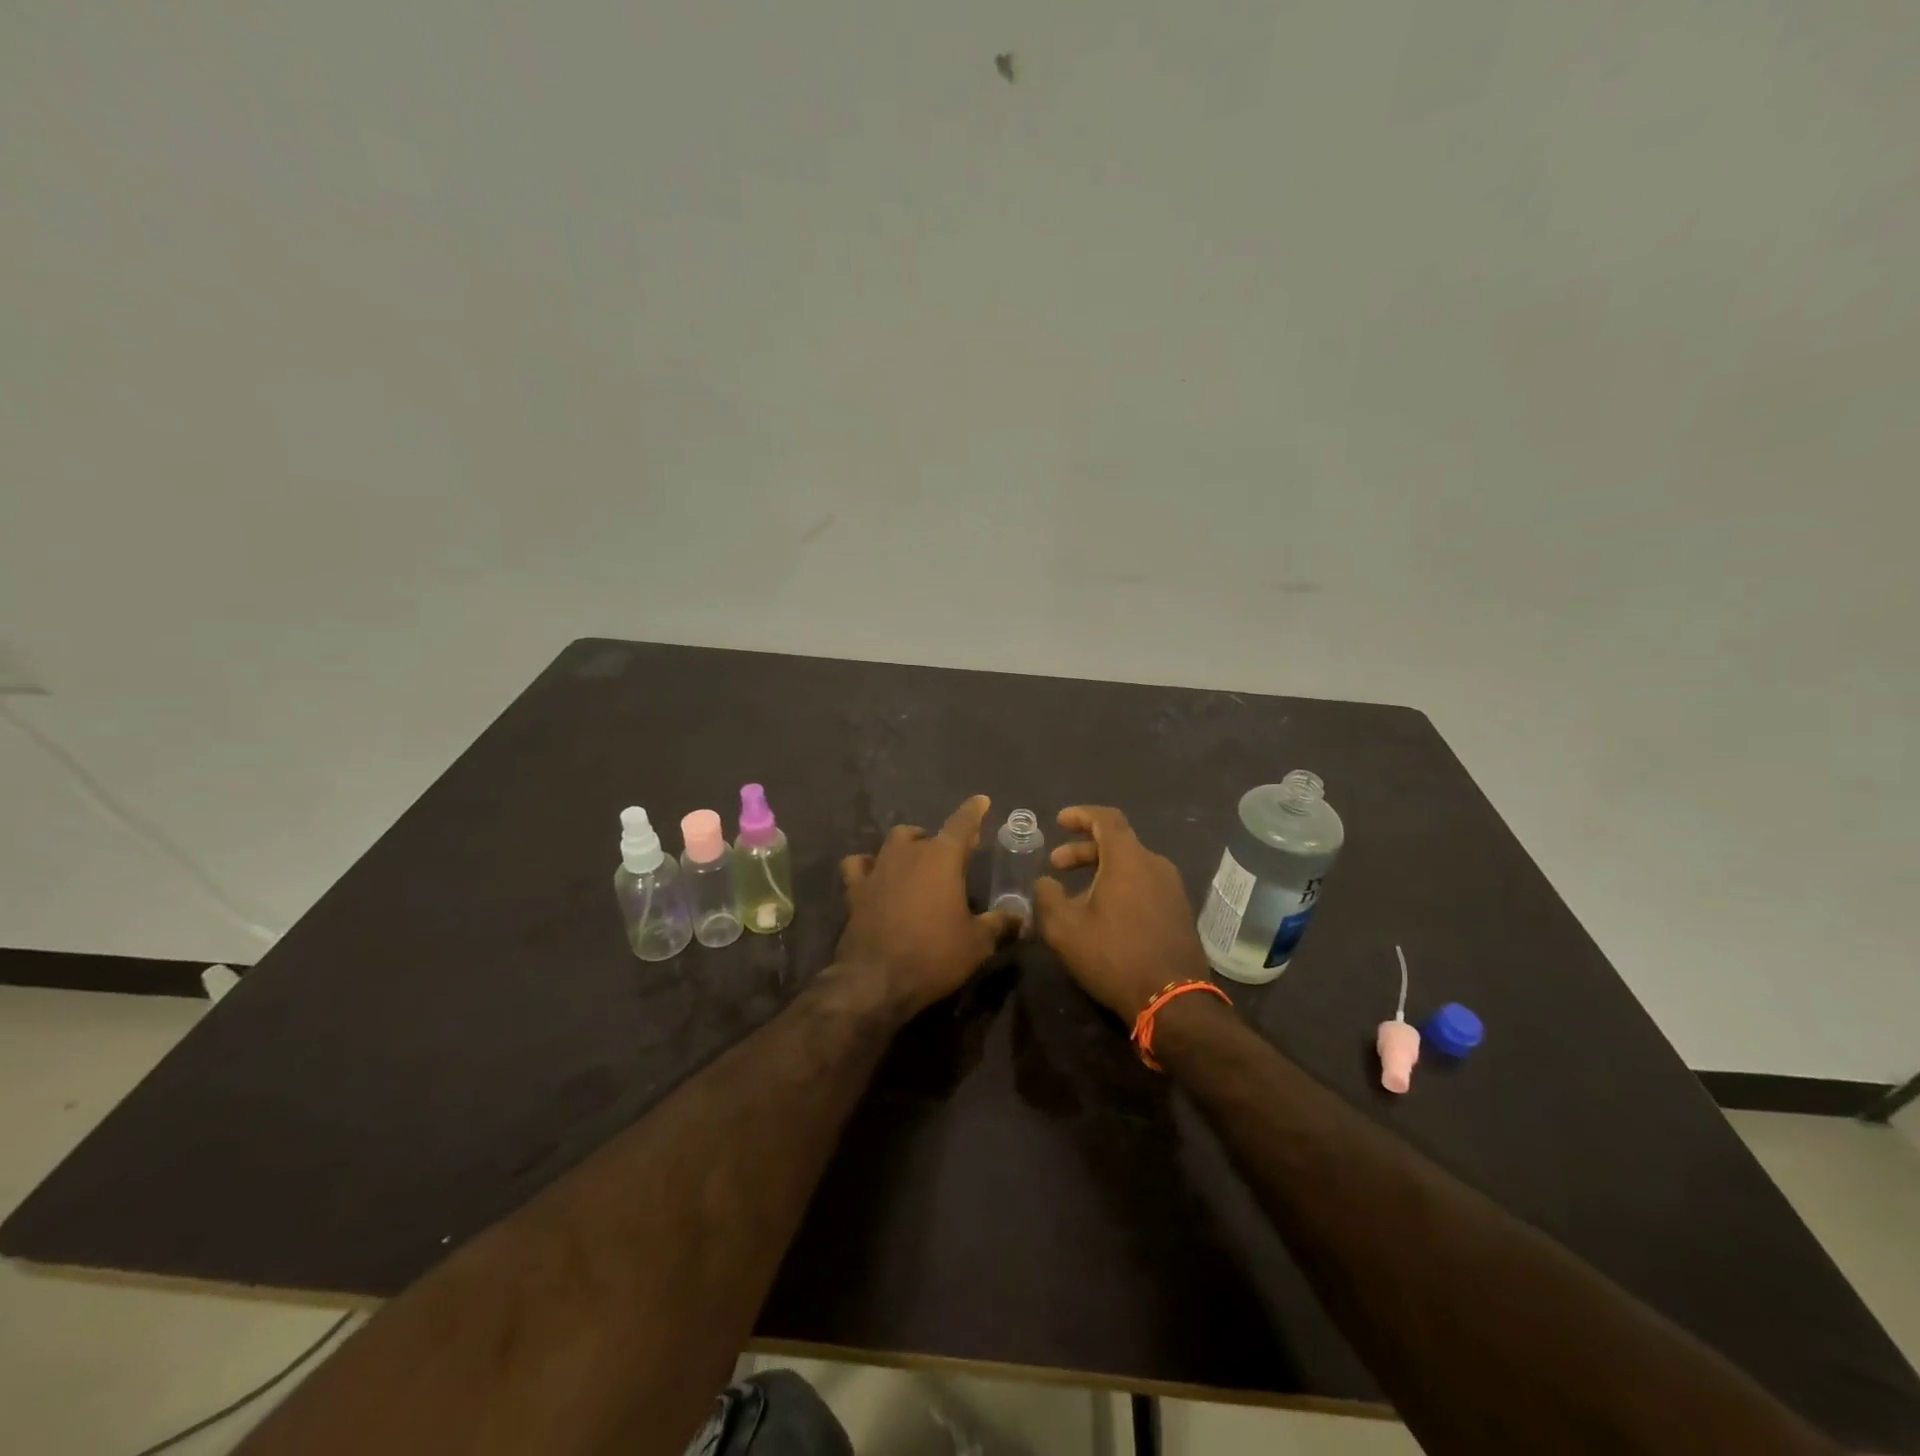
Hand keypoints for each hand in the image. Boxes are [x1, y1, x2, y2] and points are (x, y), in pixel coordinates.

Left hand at [837, 794, 1019, 1016]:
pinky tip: (875, 874)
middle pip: (927, 834)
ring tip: (917, 861)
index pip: (962, 823)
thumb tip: (1020, 917)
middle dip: (941, 840)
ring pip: (893, 842)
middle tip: (953, 857)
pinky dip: (868, 865)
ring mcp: (878, 868)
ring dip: (908, 846)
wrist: (876, 980)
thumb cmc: (934, 955)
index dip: (974, 811)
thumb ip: (999, 924)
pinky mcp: (855, 889)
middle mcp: (908, 853)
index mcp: (942, 858)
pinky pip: (859, 864)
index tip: (981, 801)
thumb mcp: (977, 943)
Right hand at [1033, 806, 1210, 1022]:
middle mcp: (1155, 865)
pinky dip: (1119, 886)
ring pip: (1131, 866)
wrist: (1172, 999)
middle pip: (1117, 843)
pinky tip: (1102, 914)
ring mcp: (1172, 888)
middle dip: (1083, 849)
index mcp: (1129, 860)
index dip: (1081, 815)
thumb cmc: (1114, 956)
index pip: (1106, 819)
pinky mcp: (1179, 911)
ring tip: (1074, 896)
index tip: (1059, 821)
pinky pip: (1144, 885)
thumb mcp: (1065, 929)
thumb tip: (1045, 882)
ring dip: (1100, 871)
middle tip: (1056, 865)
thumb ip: (1047, 897)